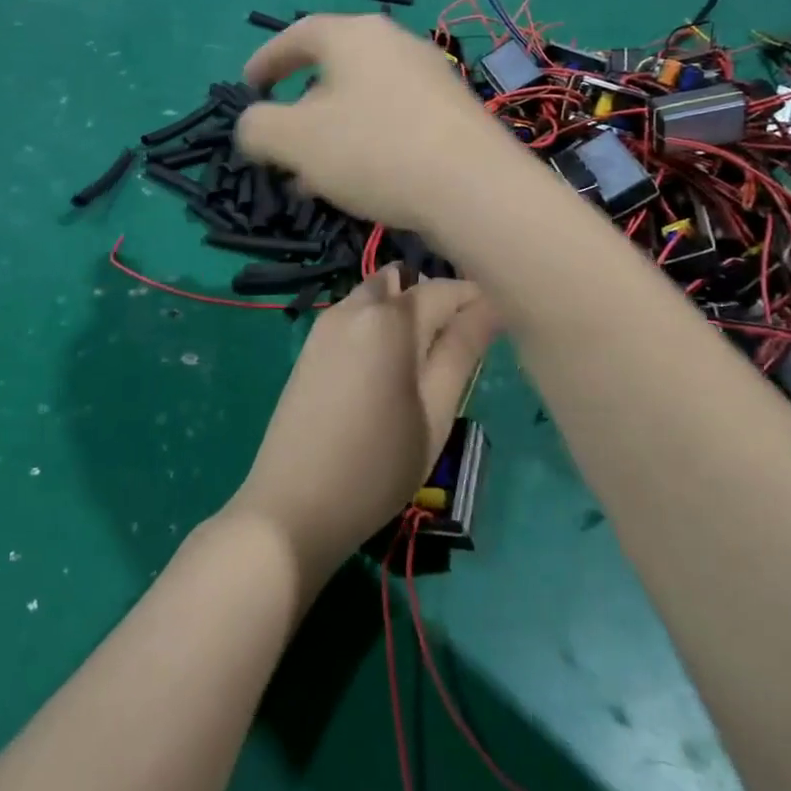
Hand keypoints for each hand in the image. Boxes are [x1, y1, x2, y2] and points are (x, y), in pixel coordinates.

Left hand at [226, 267, 496, 582]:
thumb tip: (491, 305)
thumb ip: (462, 350)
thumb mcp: (435, 412)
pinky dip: (378, 325)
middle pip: (407, 284)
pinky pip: (354, 315)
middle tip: (457, 350)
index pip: (446, 288)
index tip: (497, 330)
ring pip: (378, 296)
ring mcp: (325, 324)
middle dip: (437, 303)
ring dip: (405, 312)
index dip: (477, 301)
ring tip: (423, 363)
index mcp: (390, 318)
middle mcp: (354, 306)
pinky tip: (386, 369)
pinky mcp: (310, 345)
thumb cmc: (377, 465)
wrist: (293, 505)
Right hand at [235, 14, 511, 230]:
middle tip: (283, 144)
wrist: (474, 188)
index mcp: (354, 37)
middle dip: (301, 109)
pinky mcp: (454, 114)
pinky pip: (394, 121)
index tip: (248, 86)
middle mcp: (396, 45)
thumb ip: (258, 127)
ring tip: (316, 178)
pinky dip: (367, 144)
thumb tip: (254, 125)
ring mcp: (431, 78)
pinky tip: (363, 183)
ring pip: (364, 101)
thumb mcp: (295, 140)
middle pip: (333, 70)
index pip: (298, 34)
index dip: (267, 60)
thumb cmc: (373, 150)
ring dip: (333, 134)